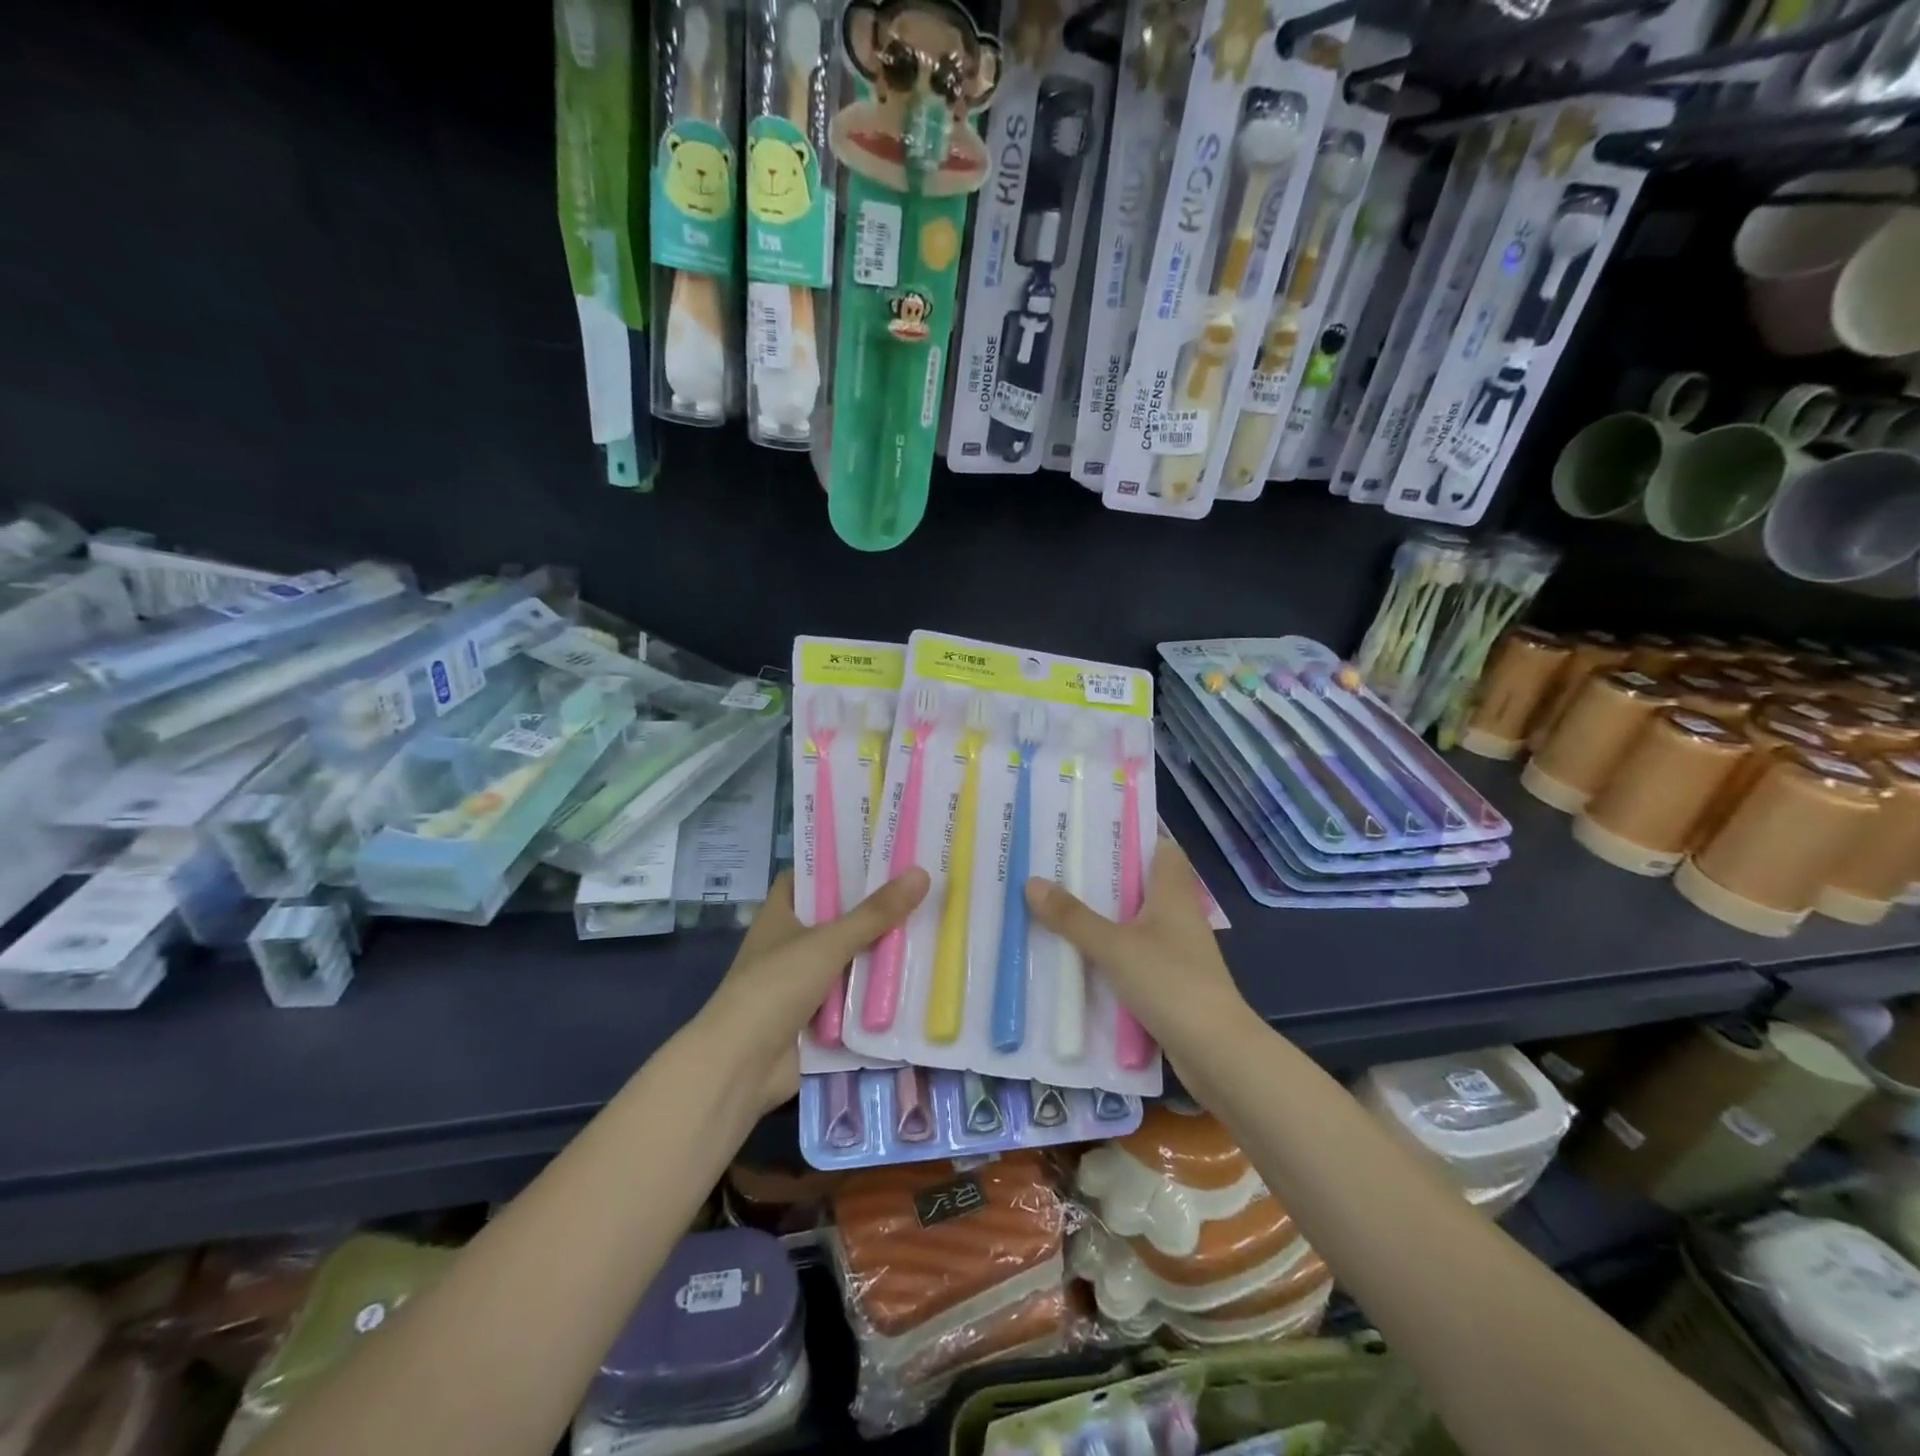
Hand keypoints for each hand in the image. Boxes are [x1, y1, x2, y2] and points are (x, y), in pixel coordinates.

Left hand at [702, 867, 929, 1111]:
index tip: (879, 853)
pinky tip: (913, 983)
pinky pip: (851, 1000)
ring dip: (878, 955)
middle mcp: (788, 945)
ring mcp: (800, 985)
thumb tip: (921, 874)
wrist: (741, 1066)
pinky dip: (874, 995)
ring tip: (928, 930)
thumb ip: (875, 913)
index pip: (808, 877)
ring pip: (847, 961)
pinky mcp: (814, 1020)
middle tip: (918, 891)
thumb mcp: (828, 942)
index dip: (837, 863)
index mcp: (780, 916)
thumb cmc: (776, 987)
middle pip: (835, 919)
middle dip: (872, 911)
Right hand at [1024, 836, 1252, 1075]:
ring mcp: (1176, 950)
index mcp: (1173, 894)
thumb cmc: (1171, 984)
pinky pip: (1134, 954)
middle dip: (1105, 877)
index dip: (1133, 836)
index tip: (1094, 829)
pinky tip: (1078, 955)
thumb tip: (1032, 882)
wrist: (1216, 1053)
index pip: (1162, 849)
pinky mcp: (1170, 981)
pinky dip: (1110, 951)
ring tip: (1059, 904)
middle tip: (1060, 866)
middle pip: (1142, 884)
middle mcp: (1178, 915)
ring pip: (1135, 921)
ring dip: (1104, 916)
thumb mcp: (1115, 947)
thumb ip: (1073, 917)